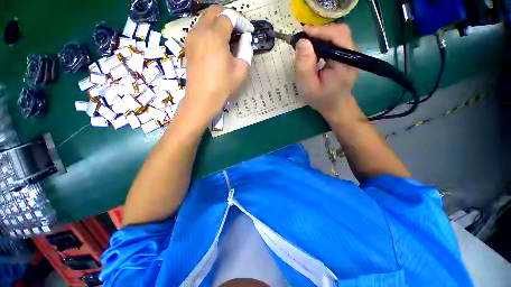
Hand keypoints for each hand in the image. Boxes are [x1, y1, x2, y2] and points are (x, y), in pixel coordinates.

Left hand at [178, 6, 253, 129]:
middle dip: (229, 16)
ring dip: (218, 21)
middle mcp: (201, 31)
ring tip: (228, 35)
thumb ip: (246, 49)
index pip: (229, 16)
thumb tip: (245, 38)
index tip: (248, 30)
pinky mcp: (188, 45)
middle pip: (215, 11)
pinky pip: (199, 29)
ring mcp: (192, 37)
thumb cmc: (223, 86)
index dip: (241, 21)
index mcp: (215, 36)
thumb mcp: (241, 69)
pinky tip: (216, 42)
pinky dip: (209, 29)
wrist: (202, 98)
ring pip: (205, 18)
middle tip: (239, 28)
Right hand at [294, 24, 359, 122]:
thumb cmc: (321, 100)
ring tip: (306, 49)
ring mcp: (350, 54)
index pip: (337, 35)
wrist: (335, 107)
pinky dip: (322, 44)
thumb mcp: (308, 87)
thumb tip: (302, 42)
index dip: (319, 31)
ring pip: (336, 36)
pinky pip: (335, 43)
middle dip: (318, 34)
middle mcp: (352, 54)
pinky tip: (314, 53)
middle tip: (302, 43)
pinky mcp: (346, 56)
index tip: (301, 34)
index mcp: (346, 61)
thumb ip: (305, 66)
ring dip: (319, 39)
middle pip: (338, 32)